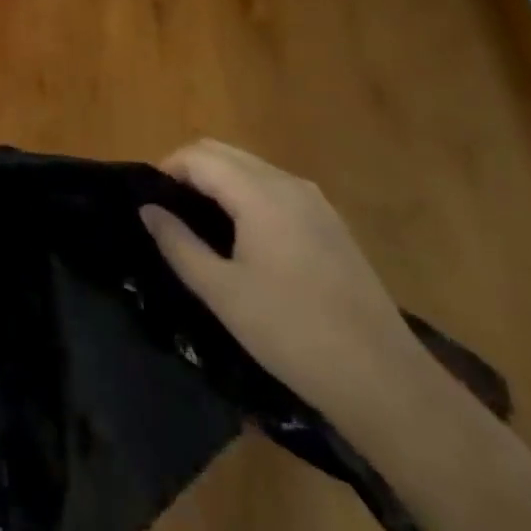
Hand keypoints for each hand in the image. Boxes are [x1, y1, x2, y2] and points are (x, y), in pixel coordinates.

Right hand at [141, 139, 426, 427]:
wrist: (383, 378)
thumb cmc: (291, 332)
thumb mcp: (222, 293)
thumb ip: (178, 244)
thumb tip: (148, 209)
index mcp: (259, 193)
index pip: (199, 156)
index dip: (167, 168)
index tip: (149, 199)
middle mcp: (287, 183)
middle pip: (224, 152)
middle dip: (190, 169)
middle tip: (169, 209)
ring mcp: (315, 200)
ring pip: (251, 167)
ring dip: (219, 179)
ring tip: (200, 222)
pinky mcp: (331, 222)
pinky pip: (276, 187)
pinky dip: (247, 193)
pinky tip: (243, 235)